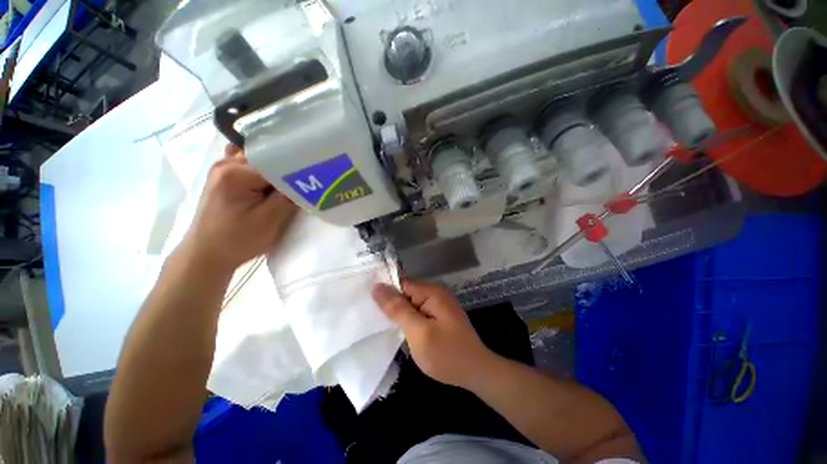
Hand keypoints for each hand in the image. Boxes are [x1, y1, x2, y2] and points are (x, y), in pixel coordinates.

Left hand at [182, 145, 296, 271]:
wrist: (206, 255)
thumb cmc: (238, 240)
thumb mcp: (270, 220)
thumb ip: (289, 197)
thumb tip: (305, 182)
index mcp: (236, 173)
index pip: (277, 163)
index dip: (296, 173)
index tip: (312, 182)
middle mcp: (226, 164)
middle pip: (268, 159)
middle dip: (287, 171)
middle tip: (305, 183)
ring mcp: (222, 170)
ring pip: (259, 162)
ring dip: (275, 173)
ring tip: (288, 186)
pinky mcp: (223, 179)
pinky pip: (247, 167)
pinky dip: (261, 172)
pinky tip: (269, 182)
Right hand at [372, 279, 495, 388]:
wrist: (476, 372)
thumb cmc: (447, 354)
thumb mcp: (418, 332)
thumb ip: (398, 309)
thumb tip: (377, 287)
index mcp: (430, 292)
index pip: (400, 282)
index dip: (383, 290)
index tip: (363, 298)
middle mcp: (434, 293)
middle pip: (404, 291)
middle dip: (388, 302)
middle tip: (366, 313)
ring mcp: (437, 305)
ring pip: (409, 302)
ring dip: (396, 312)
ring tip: (375, 321)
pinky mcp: (437, 316)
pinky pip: (416, 312)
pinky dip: (406, 319)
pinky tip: (395, 328)